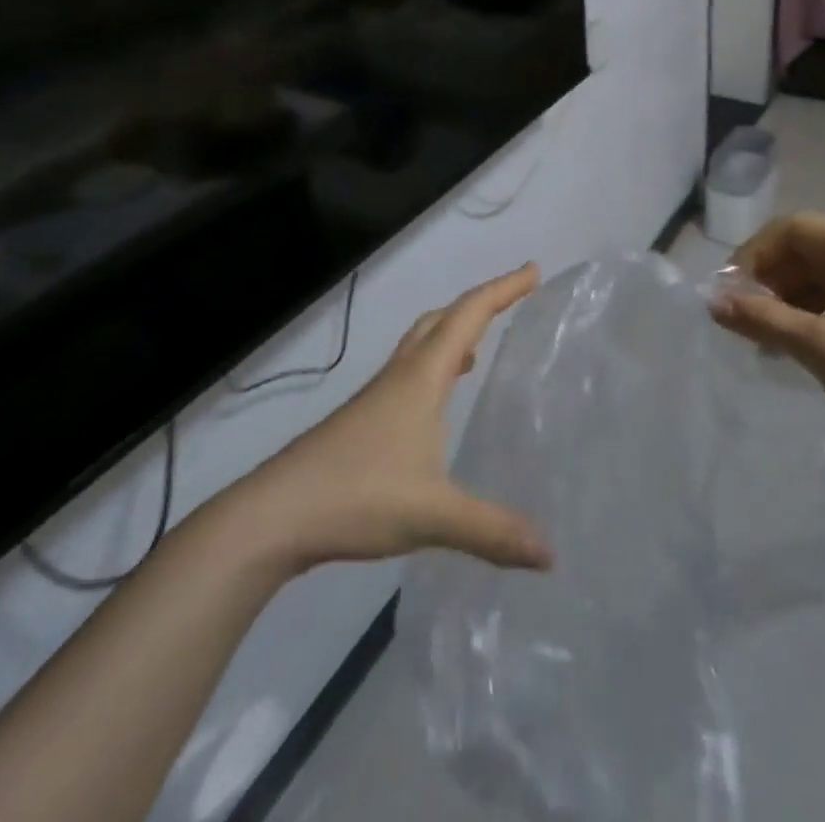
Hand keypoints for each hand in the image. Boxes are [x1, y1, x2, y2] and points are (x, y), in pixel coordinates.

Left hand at [228, 265, 552, 575]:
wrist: (274, 515)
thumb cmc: (357, 495)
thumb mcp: (433, 514)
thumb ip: (493, 531)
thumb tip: (550, 553)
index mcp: (421, 377)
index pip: (469, 316)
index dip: (503, 289)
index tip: (533, 270)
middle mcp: (400, 376)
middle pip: (442, 319)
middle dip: (479, 303)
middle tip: (512, 300)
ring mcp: (377, 397)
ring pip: (421, 344)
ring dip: (453, 332)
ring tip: (481, 345)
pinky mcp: (363, 421)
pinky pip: (409, 373)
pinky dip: (435, 367)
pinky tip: (440, 403)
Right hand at [709, 213, 824, 470]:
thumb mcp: (817, 348)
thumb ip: (761, 318)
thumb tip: (712, 302)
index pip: (794, 228)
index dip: (754, 254)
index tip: (730, 292)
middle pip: (811, 248)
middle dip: (772, 279)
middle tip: (745, 318)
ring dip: (791, 299)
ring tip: (768, 339)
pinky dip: (817, 313)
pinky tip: (801, 345)